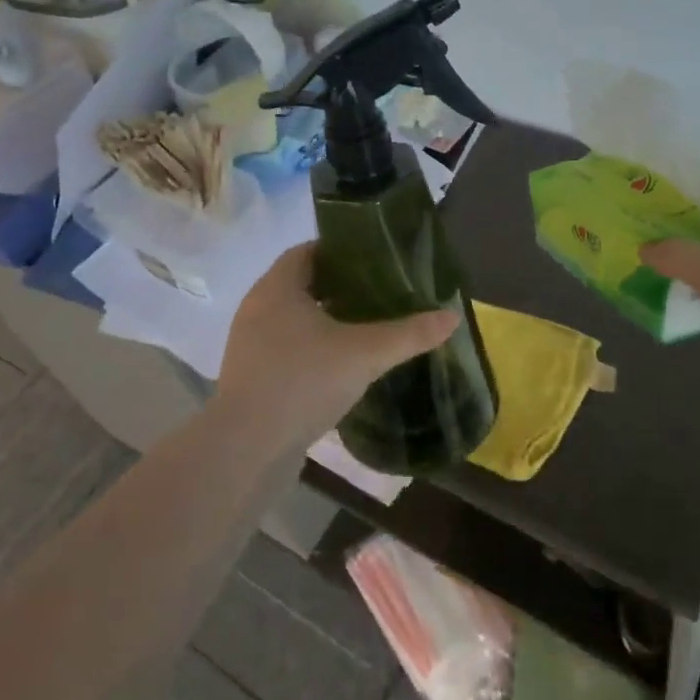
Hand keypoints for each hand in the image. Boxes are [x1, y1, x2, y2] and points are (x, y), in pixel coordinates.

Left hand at [214, 243, 460, 449]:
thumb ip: (408, 333)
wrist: (246, 449)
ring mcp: (250, 343)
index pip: (308, 251)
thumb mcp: (365, 354)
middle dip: (340, 285)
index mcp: (278, 287)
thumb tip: (452, 316)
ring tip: (367, 326)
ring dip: (326, 318)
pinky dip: (313, 346)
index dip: (341, 251)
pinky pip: (286, 347)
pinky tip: (342, 364)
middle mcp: (258, 307)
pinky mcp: (252, 375)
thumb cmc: (303, 382)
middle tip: (381, 292)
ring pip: (294, 317)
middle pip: (302, 283)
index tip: (376, 260)